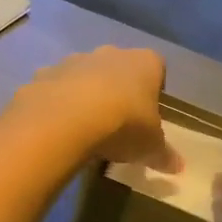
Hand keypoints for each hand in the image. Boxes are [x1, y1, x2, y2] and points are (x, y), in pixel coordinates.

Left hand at [12, 47, 177, 171]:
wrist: (65, 119)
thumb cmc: (123, 125)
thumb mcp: (150, 146)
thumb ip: (164, 154)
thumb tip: (179, 167)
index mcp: (144, 62)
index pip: (156, 68)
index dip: (153, 89)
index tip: (148, 115)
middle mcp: (110, 53)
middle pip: (118, 68)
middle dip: (118, 91)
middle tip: (117, 124)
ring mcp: (73, 60)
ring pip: (83, 75)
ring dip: (84, 95)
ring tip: (84, 129)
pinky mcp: (43, 74)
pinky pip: (54, 88)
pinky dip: (56, 103)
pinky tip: (57, 129)